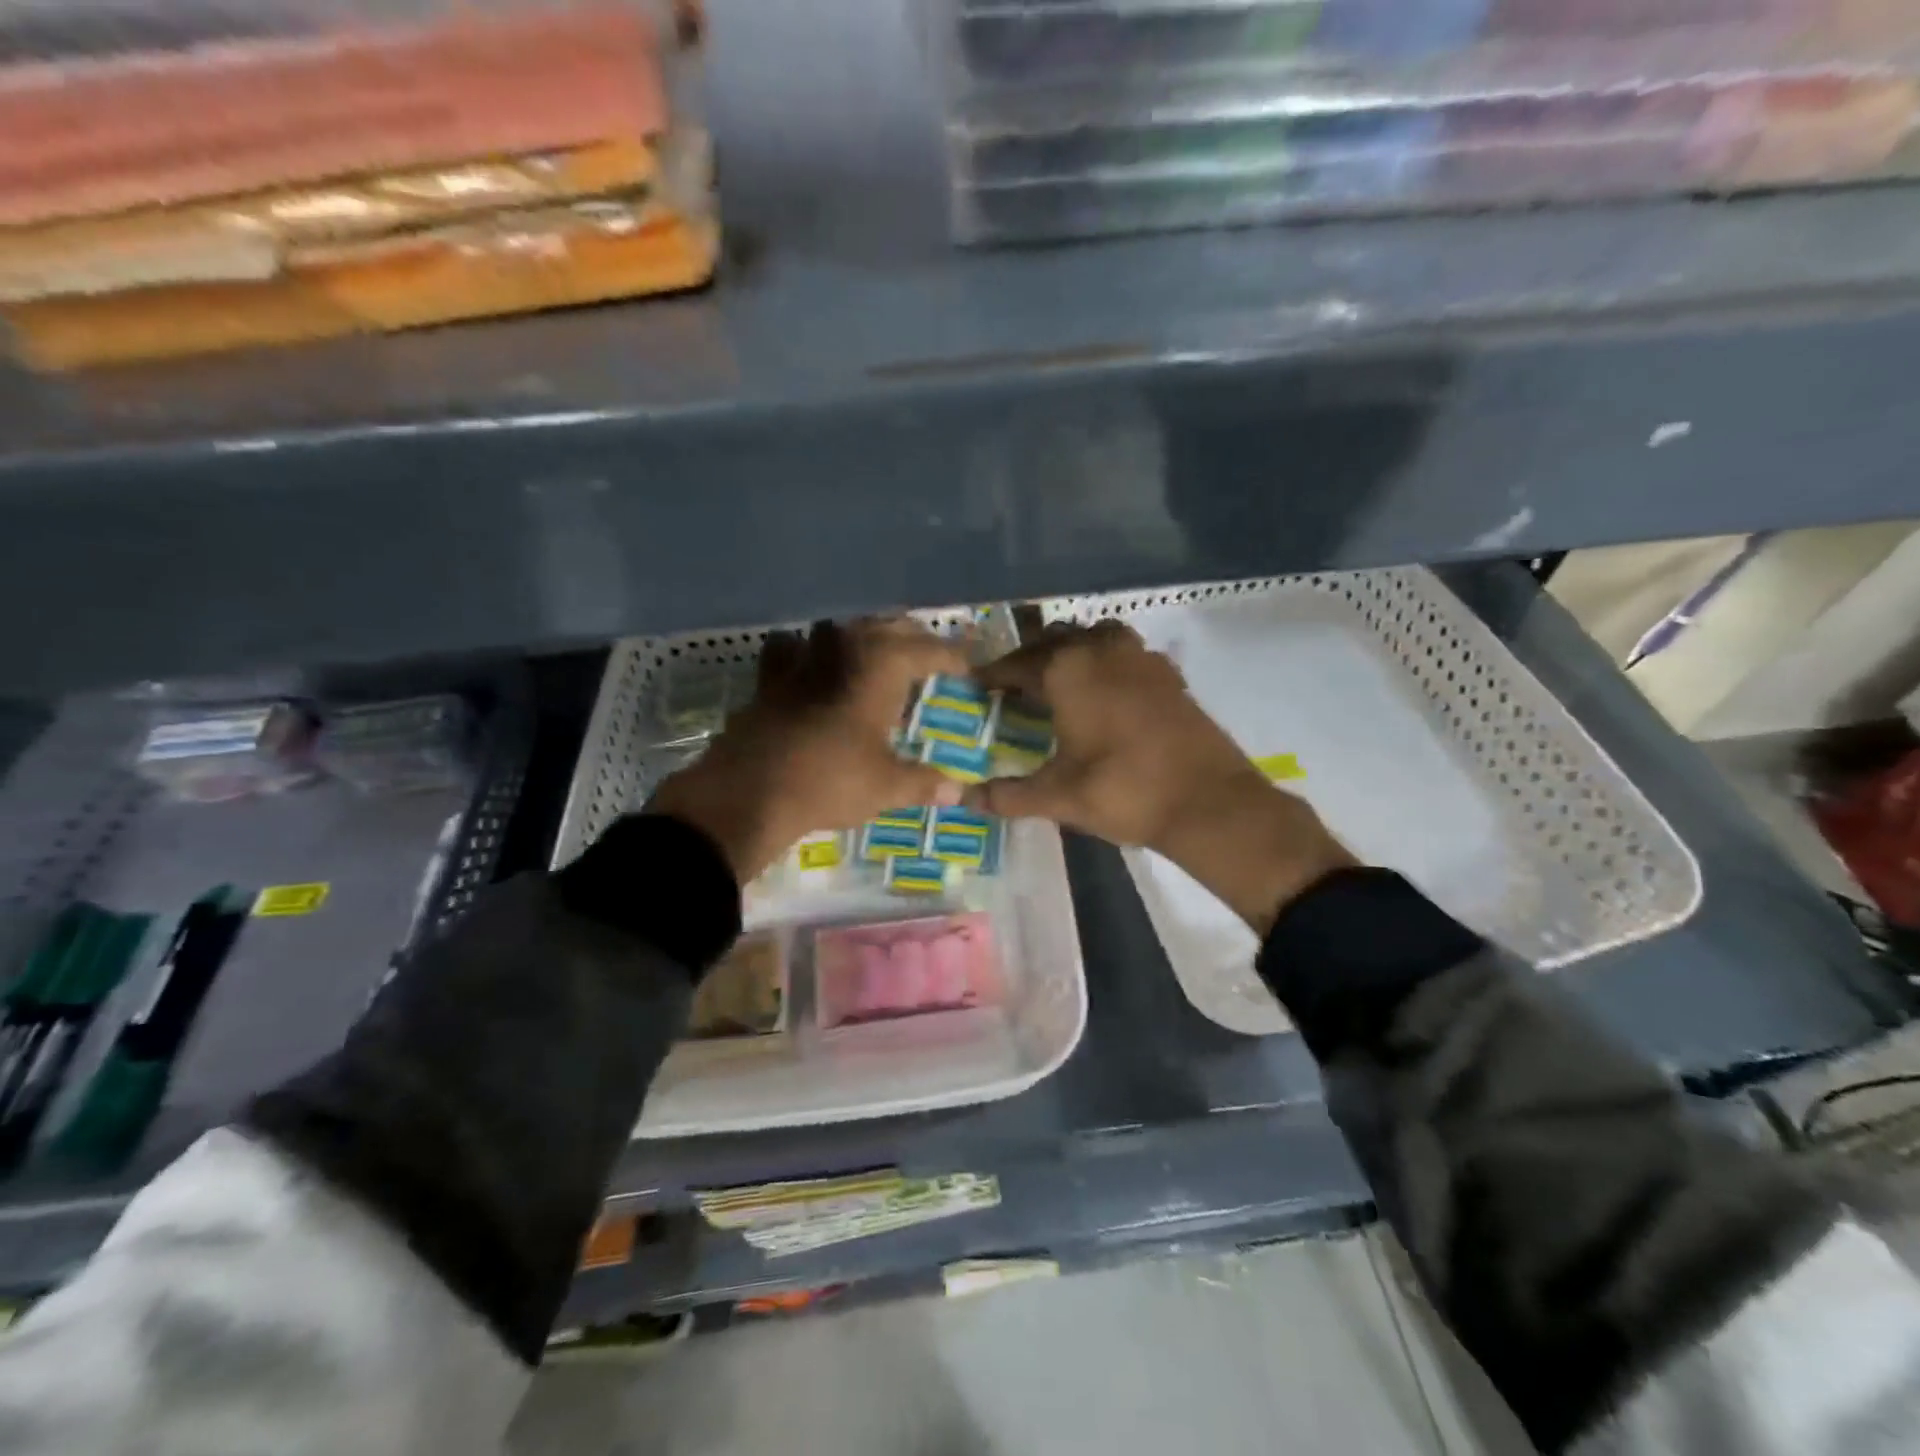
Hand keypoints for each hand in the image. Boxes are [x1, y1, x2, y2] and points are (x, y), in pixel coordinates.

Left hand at [648, 618, 968, 884]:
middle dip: (911, 637)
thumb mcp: (885, 786)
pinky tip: (808, 665)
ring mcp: (802, 658)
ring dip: (861, 636)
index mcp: (881, 666)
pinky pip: (791, 648)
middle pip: (886, 626)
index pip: (928, 648)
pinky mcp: (769, 677)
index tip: (968, 665)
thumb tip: (956, 791)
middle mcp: (844, 649)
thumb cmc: (829, 781)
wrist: (749, 791)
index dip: (952, 656)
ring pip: (840, 628)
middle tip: (928, 655)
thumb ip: (923, 783)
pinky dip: (805, 651)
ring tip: (875, 653)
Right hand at [969, 621, 1354, 933]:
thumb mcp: (1058, 796)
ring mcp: (1141, 658)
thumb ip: (1008, 795)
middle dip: (1030, 657)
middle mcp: (1102, 651)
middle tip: (1013, 684)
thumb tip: (966, 799)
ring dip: (1072, 649)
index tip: (977, 684)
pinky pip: (1127, 651)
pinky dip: (1107, 660)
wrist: (1208, 801)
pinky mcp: (1169, 674)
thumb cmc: (1123, 791)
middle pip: (1055, 640)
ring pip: (1095, 636)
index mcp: (1068, 671)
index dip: (993, 675)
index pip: (1017, 664)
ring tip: (1060, 678)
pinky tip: (1107, 690)